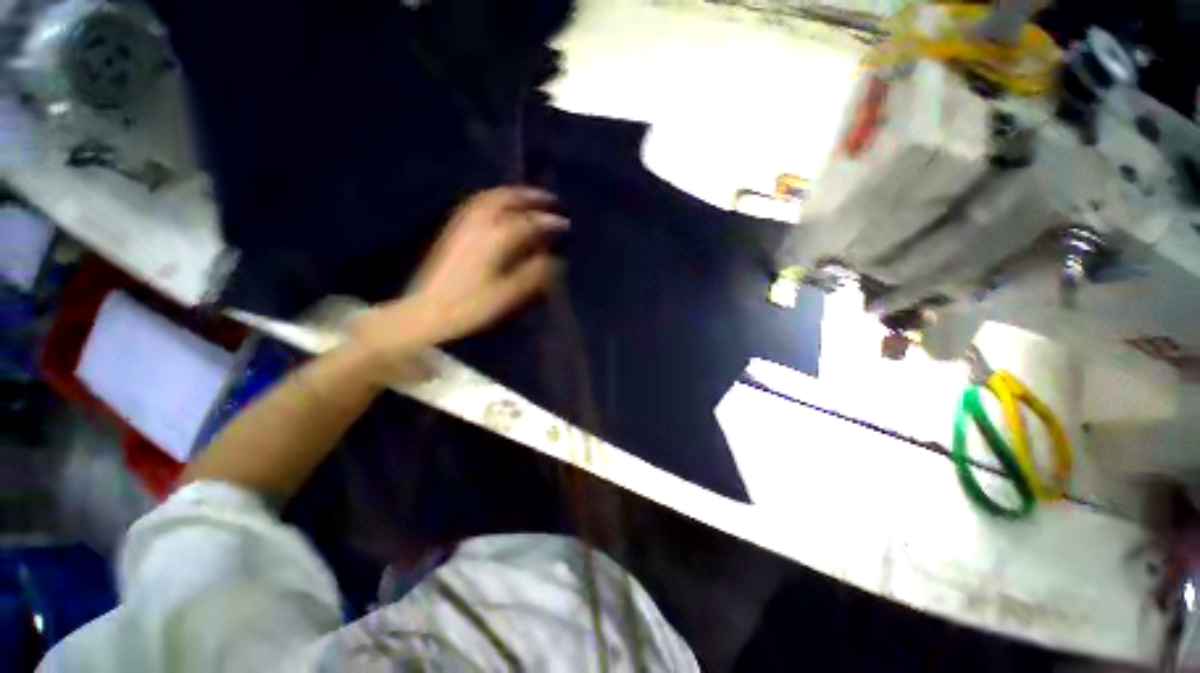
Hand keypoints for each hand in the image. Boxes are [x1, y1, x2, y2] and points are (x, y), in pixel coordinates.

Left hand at [350, 187, 564, 369]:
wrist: (427, 311)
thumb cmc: (472, 306)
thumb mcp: (508, 295)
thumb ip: (534, 274)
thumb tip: (555, 259)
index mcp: (496, 240)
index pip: (529, 223)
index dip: (550, 222)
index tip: (566, 224)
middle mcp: (480, 225)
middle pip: (508, 200)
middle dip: (531, 197)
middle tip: (550, 199)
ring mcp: (463, 225)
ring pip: (490, 198)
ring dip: (512, 193)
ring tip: (527, 196)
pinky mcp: (453, 230)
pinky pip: (475, 204)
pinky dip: (492, 198)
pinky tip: (497, 204)